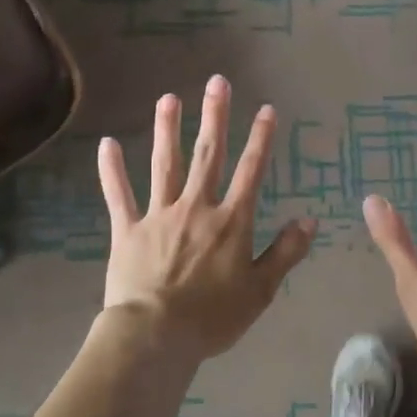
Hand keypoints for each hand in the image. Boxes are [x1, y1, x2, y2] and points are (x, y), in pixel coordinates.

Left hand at [97, 76, 316, 359]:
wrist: (156, 334)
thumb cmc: (213, 317)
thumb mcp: (260, 290)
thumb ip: (285, 252)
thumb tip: (309, 220)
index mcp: (231, 221)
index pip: (251, 171)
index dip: (260, 139)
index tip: (266, 109)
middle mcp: (196, 208)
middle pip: (207, 155)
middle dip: (214, 117)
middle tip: (216, 82)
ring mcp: (158, 216)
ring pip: (164, 165)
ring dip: (166, 130)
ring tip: (168, 99)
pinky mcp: (127, 230)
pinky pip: (118, 195)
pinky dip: (112, 171)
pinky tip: (107, 145)